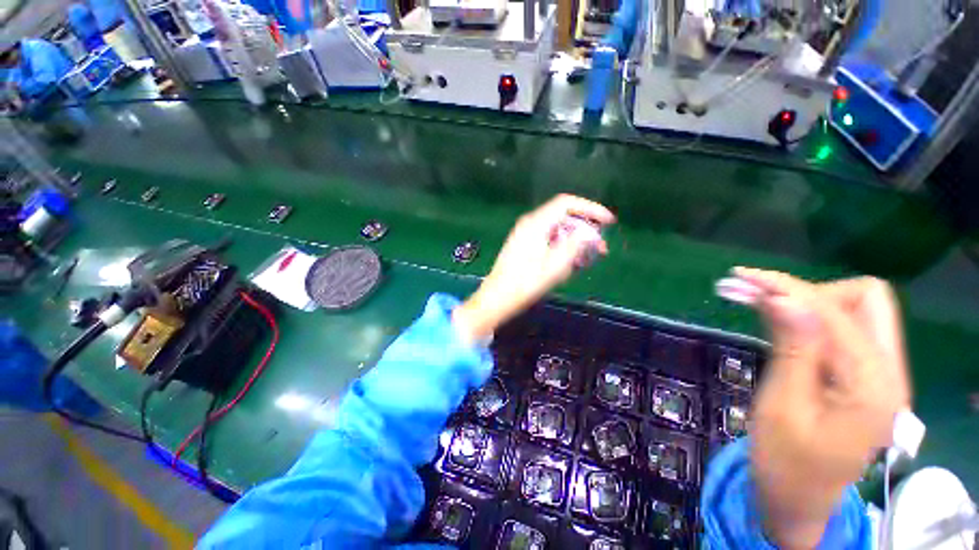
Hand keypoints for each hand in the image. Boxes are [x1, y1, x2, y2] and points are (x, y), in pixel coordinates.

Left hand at [453, 195, 615, 342]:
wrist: (498, 297)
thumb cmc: (526, 283)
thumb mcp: (555, 265)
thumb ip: (575, 245)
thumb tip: (589, 232)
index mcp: (536, 223)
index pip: (567, 203)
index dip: (590, 208)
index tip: (608, 221)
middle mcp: (530, 223)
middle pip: (563, 217)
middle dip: (585, 230)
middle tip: (601, 248)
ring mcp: (525, 234)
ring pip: (557, 229)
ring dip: (575, 240)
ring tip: (588, 259)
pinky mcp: (524, 245)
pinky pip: (549, 239)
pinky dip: (563, 246)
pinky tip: (571, 262)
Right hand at [732, 268, 909, 548]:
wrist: (800, 501)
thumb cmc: (786, 462)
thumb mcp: (782, 407)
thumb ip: (792, 349)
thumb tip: (783, 298)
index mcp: (874, 386)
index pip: (836, 313)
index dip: (788, 289)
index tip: (741, 278)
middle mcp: (888, 372)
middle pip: (863, 300)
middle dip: (807, 290)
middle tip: (756, 294)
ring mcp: (878, 374)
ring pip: (853, 310)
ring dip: (803, 300)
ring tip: (753, 299)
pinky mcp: (861, 376)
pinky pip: (841, 330)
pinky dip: (806, 317)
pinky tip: (773, 317)